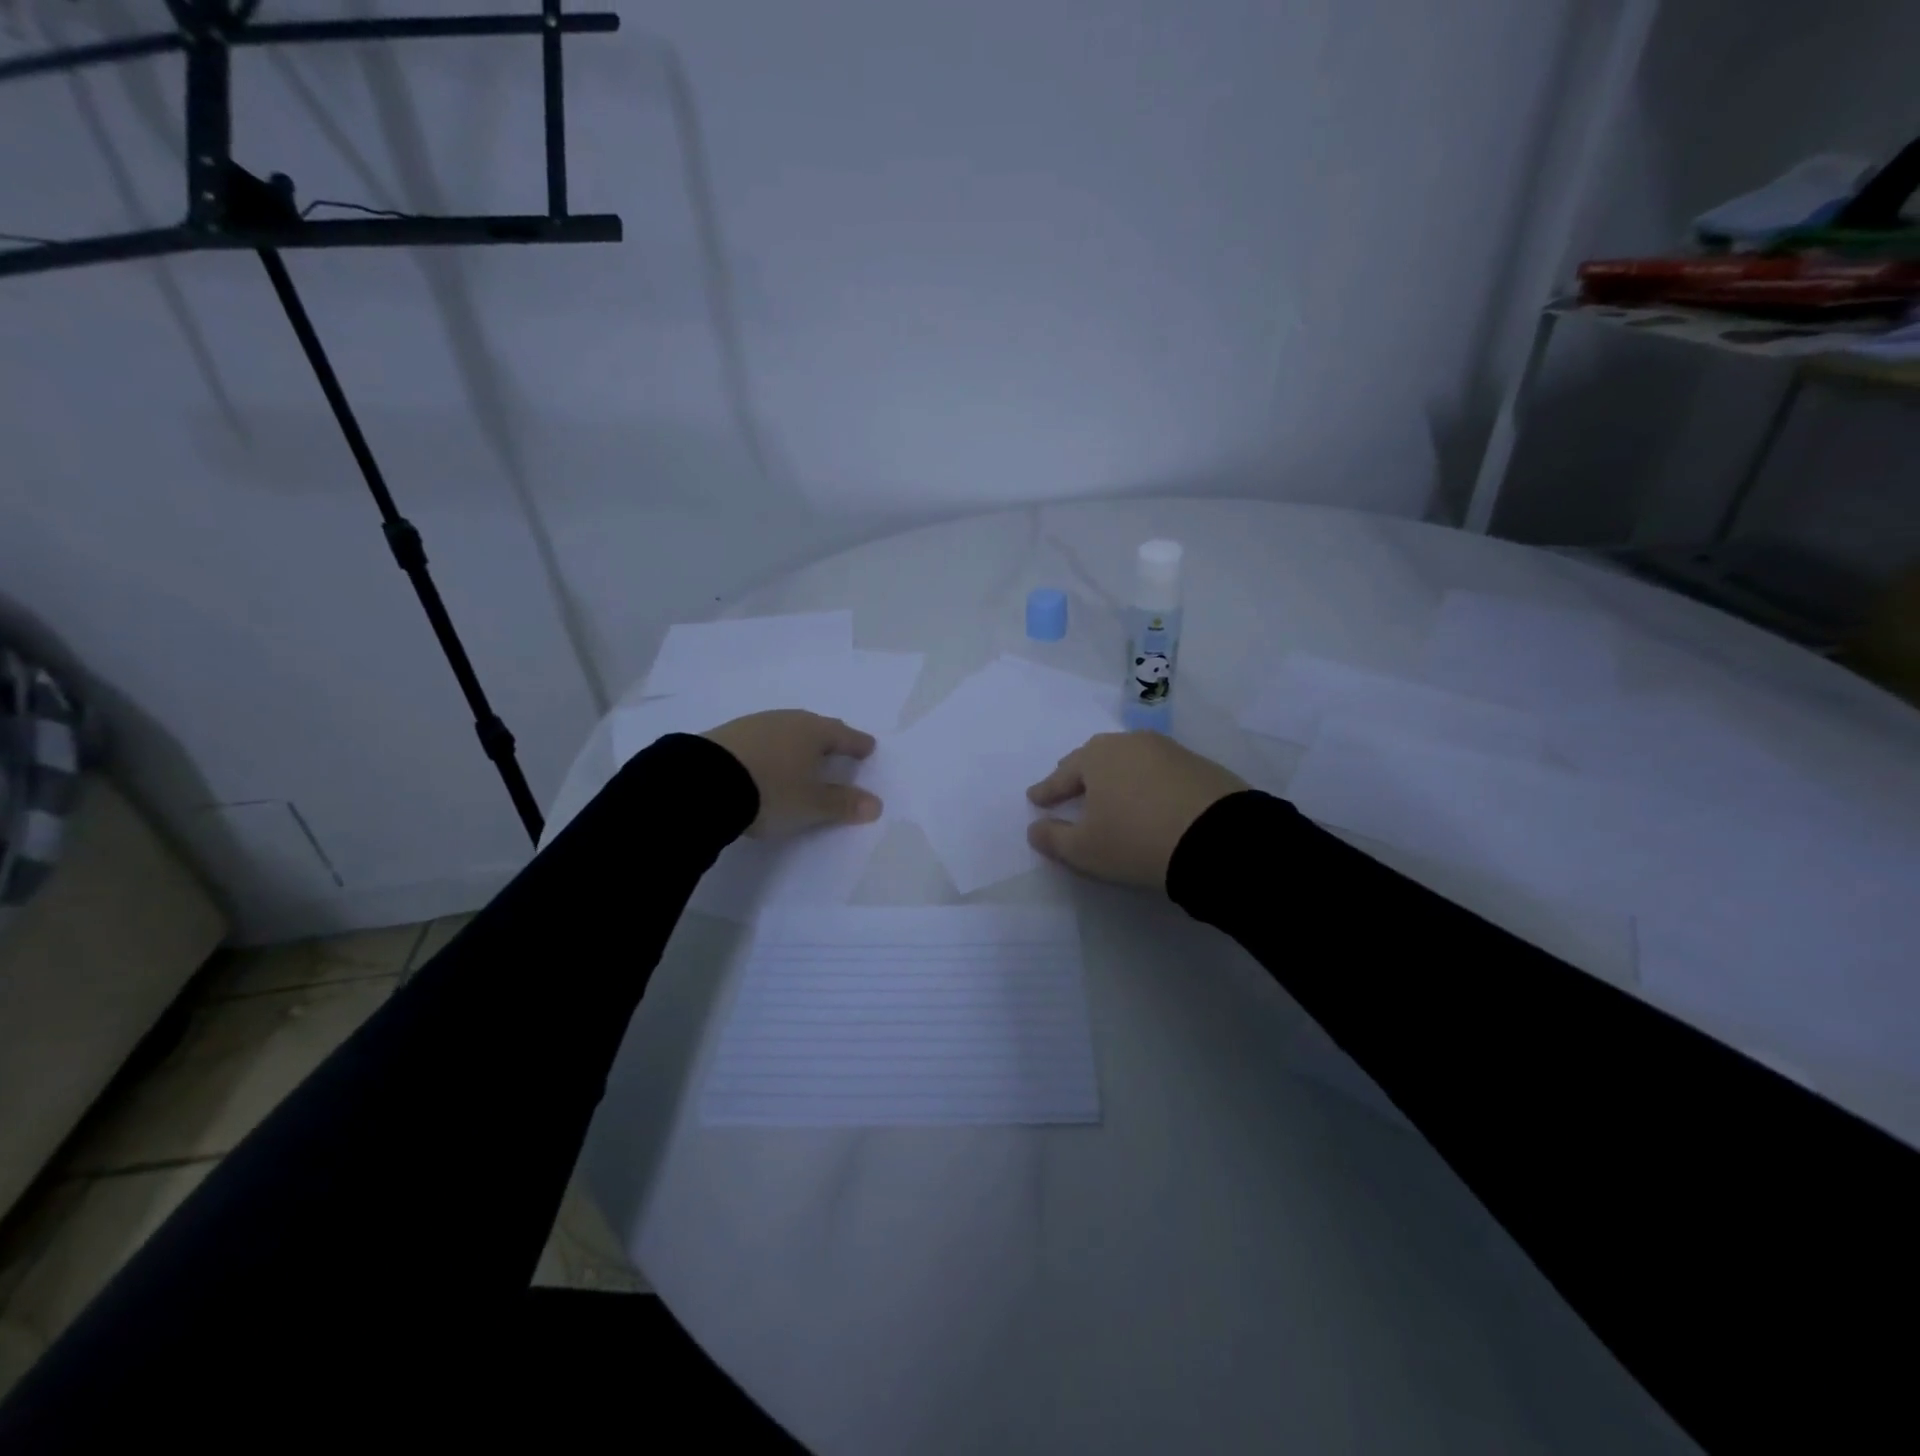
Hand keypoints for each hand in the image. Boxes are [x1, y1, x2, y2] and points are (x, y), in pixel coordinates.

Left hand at [701, 710, 881, 838]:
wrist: (703, 783)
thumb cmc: (772, 791)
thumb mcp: (812, 804)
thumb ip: (844, 804)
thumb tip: (876, 804)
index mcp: (814, 732)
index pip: (845, 735)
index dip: (858, 744)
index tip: (868, 747)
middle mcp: (788, 720)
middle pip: (816, 728)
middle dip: (829, 738)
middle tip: (838, 748)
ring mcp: (755, 724)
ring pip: (786, 730)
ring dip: (797, 742)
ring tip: (801, 756)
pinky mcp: (728, 734)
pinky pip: (761, 738)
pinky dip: (771, 748)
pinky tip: (766, 760)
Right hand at [1026, 732, 1247, 890]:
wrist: (1218, 838)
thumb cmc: (1135, 840)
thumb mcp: (1085, 849)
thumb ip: (1054, 838)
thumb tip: (1035, 829)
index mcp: (1096, 757)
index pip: (1062, 775)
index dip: (1046, 790)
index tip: (1034, 798)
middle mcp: (1129, 743)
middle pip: (1094, 758)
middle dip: (1077, 774)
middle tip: (1067, 787)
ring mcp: (1166, 750)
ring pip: (1128, 759)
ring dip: (1114, 775)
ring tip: (1109, 792)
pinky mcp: (1197, 763)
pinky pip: (1157, 769)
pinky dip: (1144, 781)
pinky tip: (1147, 796)